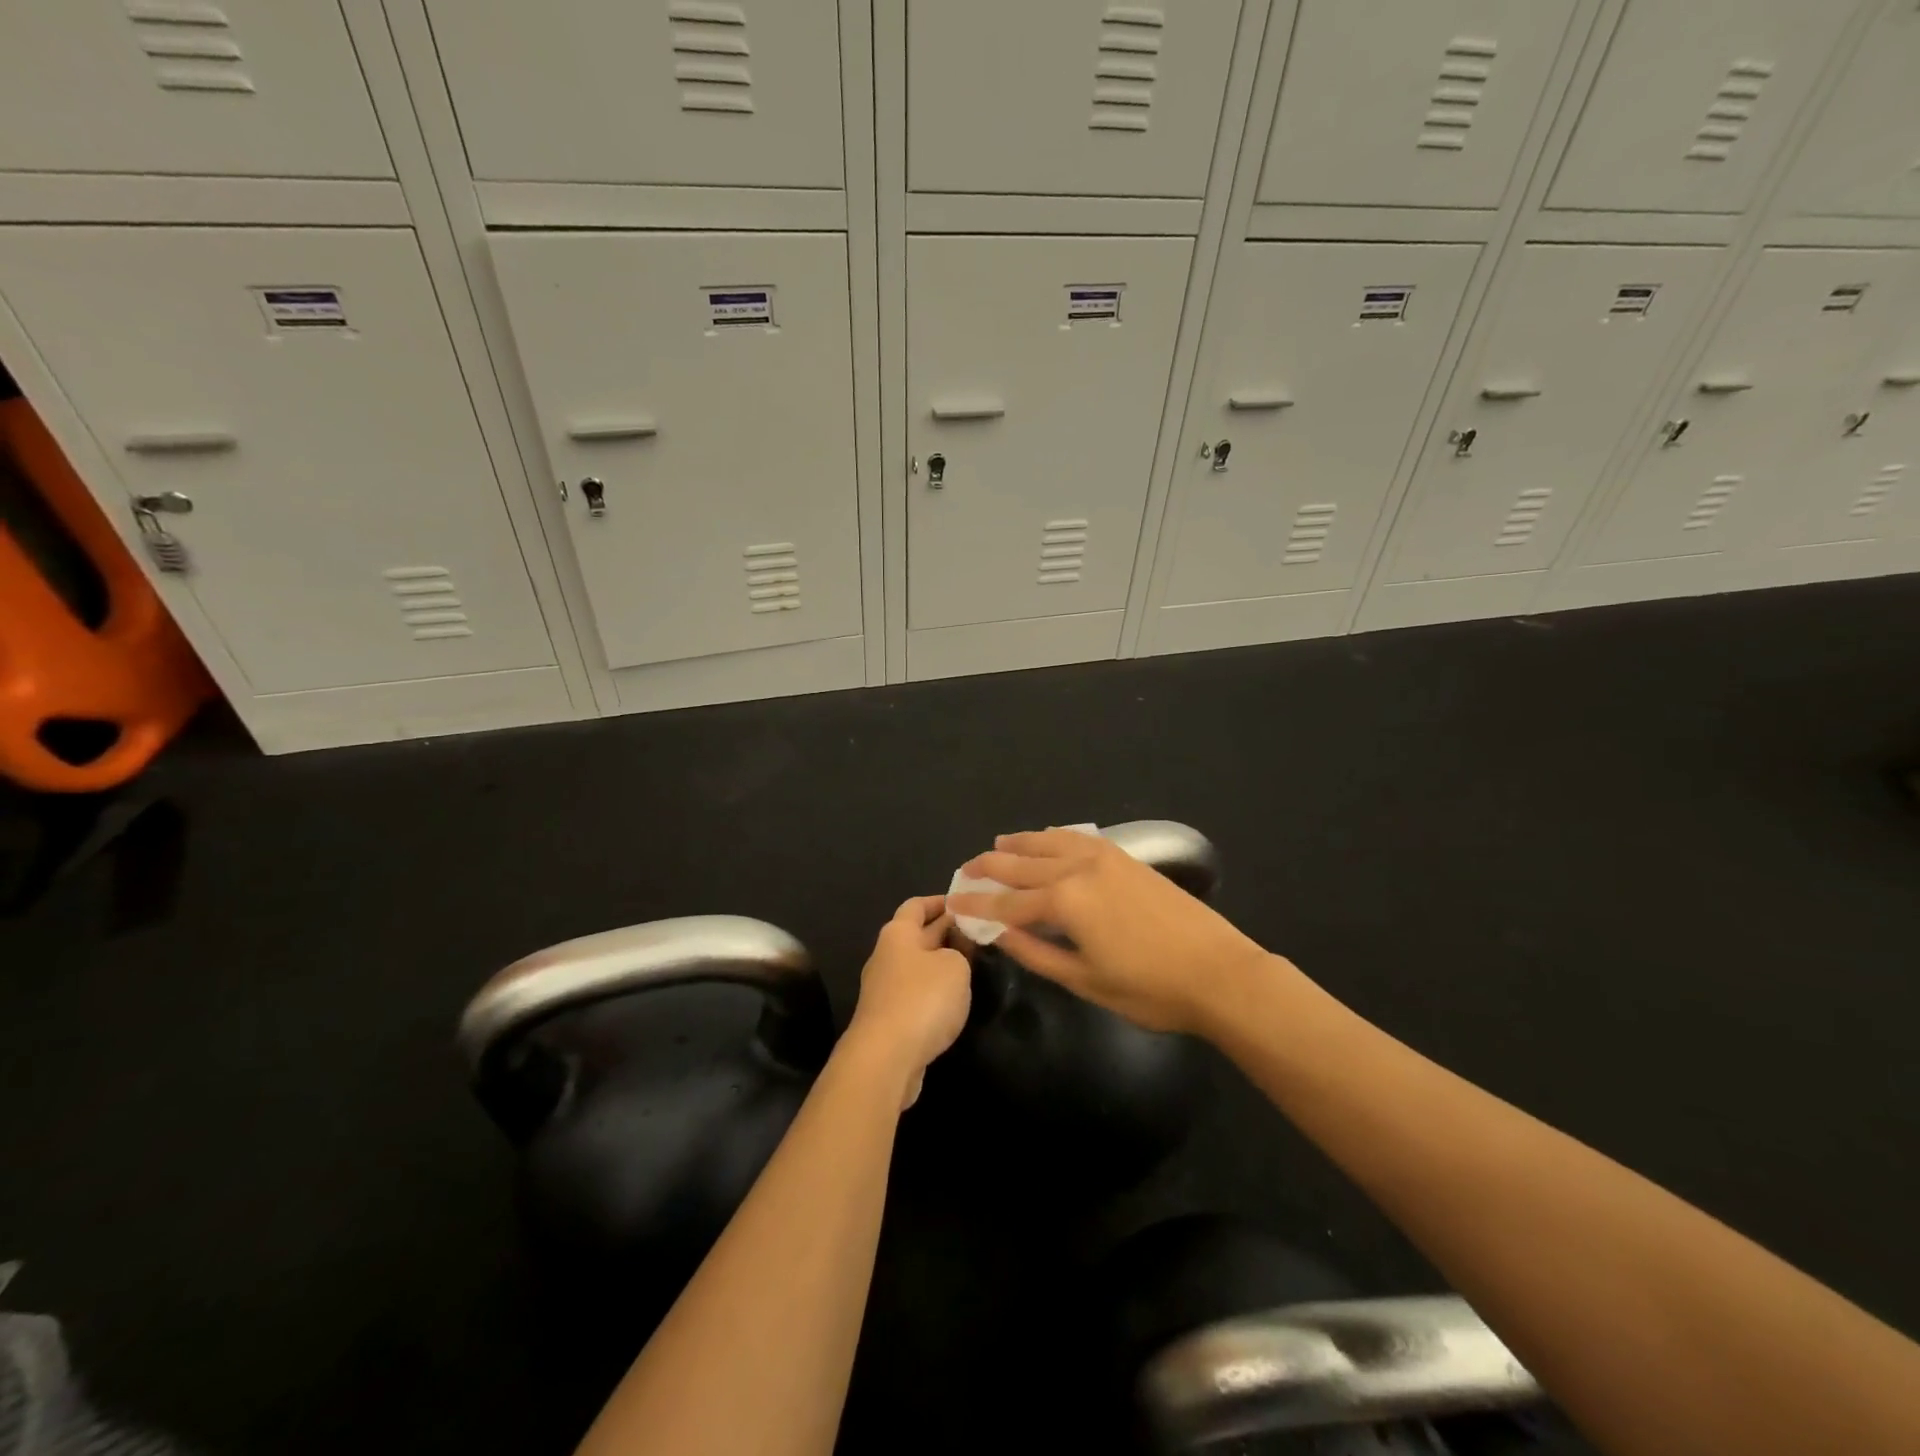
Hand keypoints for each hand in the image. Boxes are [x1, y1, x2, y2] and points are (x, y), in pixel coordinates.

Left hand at [845, 895, 971, 1107]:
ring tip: (972, 964)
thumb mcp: (955, 966)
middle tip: (976, 931)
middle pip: (917, 935)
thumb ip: (959, 951)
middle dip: (945, 931)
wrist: (886, 1058)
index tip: (964, 902)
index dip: (940, 901)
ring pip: (917, 966)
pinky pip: (915, 993)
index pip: (917, 905)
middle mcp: (886, 956)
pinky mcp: (889, 1019)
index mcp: (898, 933)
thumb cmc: (922, 999)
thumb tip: (951, 953)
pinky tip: (954, 998)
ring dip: (941, 962)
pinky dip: (934, 990)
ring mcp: (884, 989)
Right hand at [948, 829, 1273, 1034]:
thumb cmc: (1149, 989)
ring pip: (1050, 843)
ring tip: (998, 844)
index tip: (952, 902)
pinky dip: (1055, 838)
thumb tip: (998, 934)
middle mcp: (1078, 869)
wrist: (1219, 972)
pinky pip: (1079, 839)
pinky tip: (1048, 839)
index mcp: (1064, 902)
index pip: (1007, 902)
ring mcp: (1105, 858)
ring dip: (1020, 844)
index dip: (977, 904)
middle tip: (966, 871)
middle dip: (990, 867)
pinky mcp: (1127, 858)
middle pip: (1023, 864)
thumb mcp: (1084, 981)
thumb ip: (1036, 953)